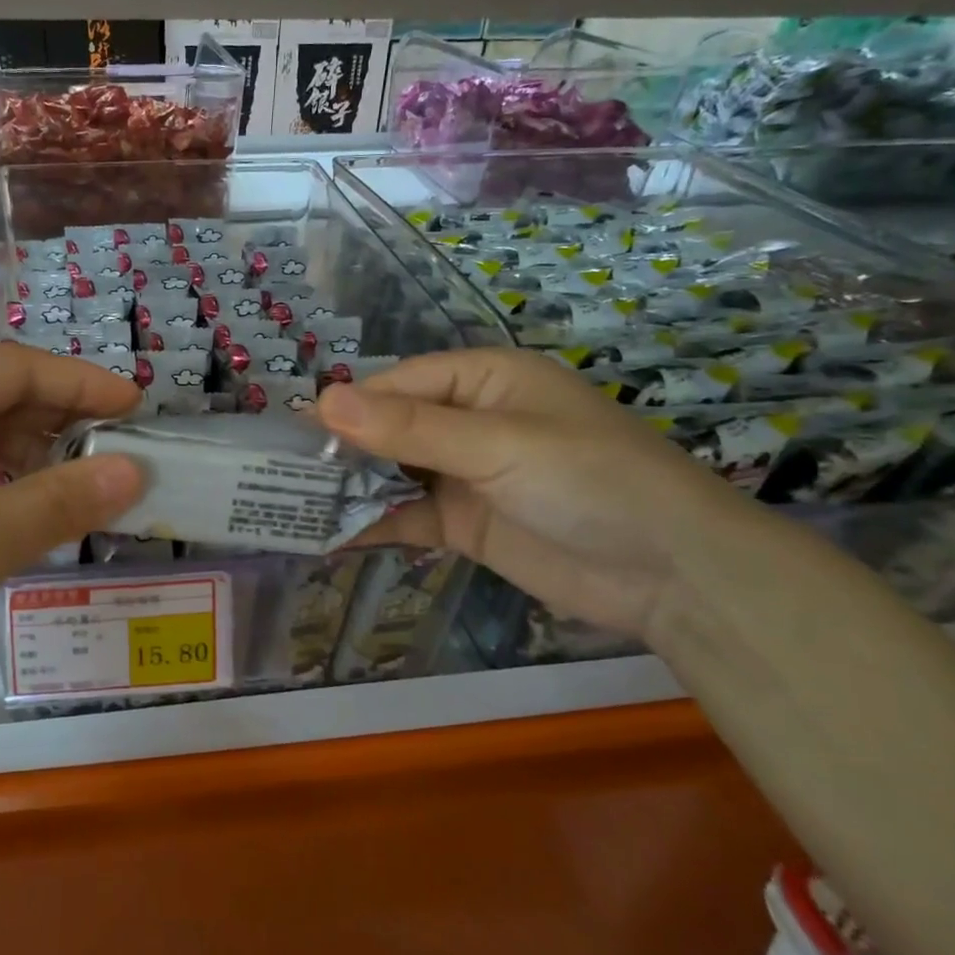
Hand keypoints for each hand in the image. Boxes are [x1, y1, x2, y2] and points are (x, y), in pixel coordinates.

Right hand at [317, 348, 772, 642]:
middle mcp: (468, 421)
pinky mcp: (465, 524)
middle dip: (342, 449)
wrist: (674, 575)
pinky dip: (372, 525)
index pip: (398, 384)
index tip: (293, 433)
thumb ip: (409, 428)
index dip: (348, 406)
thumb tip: (322, 402)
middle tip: (280, 472)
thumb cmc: (590, 480)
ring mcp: (464, 474)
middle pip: (388, 427)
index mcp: (482, 380)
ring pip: (391, 473)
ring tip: (290, 504)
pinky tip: (328, 537)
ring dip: (350, 488)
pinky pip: (406, 517)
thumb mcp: (497, 445)